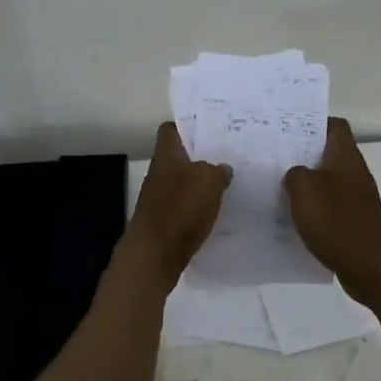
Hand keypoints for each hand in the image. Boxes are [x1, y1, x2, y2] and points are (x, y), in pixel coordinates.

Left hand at [123, 122, 231, 288]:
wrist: (155, 254)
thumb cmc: (181, 208)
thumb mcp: (209, 181)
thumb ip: (218, 170)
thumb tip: (222, 168)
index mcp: (167, 155)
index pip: (170, 130)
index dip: (186, 126)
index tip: (208, 129)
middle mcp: (159, 172)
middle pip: (178, 156)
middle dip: (200, 156)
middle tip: (226, 156)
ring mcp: (158, 197)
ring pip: (181, 181)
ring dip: (199, 183)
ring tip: (225, 184)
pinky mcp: (163, 220)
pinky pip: (182, 205)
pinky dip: (196, 207)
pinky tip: (214, 211)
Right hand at [284, 119, 380, 304]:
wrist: (372, 268)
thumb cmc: (337, 222)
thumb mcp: (305, 191)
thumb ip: (295, 174)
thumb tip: (295, 172)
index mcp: (345, 156)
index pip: (334, 126)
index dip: (313, 122)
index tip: (288, 129)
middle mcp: (354, 172)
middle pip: (328, 152)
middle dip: (302, 153)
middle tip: (274, 157)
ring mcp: (356, 197)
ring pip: (327, 179)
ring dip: (306, 182)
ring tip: (277, 185)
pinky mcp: (354, 220)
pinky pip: (330, 205)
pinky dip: (313, 207)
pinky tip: (293, 217)